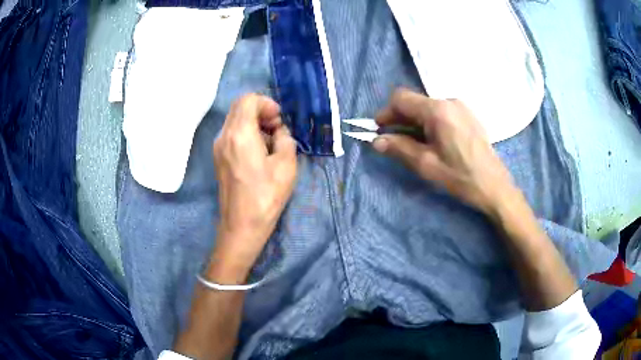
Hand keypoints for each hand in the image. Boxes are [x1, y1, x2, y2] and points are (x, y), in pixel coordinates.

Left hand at [211, 94, 296, 276]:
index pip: (248, 99)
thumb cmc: (266, 196)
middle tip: (276, 129)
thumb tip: (279, 132)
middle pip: (239, 107)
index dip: (266, 103)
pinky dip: (246, 133)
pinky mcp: (218, 158)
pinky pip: (231, 134)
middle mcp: (224, 136)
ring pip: (235, 120)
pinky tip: (258, 153)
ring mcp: (218, 147)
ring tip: (270, 142)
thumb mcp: (287, 165)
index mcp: (240, 133)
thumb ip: (285, 139)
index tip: (279, 120)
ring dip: (253, 122)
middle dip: (260, 111)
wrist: (241, 225)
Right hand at [373, 88, 516, 214]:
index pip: (401, 98)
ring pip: (427, 107)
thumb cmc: (460, 177)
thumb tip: (376, 141)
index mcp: (437, 110)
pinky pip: (441, 112)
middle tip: (393, 140)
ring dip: (414, 122)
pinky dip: (429, 123)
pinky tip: (432, 141)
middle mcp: (449, 101)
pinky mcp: (467, 115)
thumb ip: (399, 148)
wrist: (494, 186)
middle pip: (415, 102)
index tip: (379, 130)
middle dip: (399, 118)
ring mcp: (461, 107)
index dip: (386, 113)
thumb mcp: (426, 165)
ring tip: (413, 144)